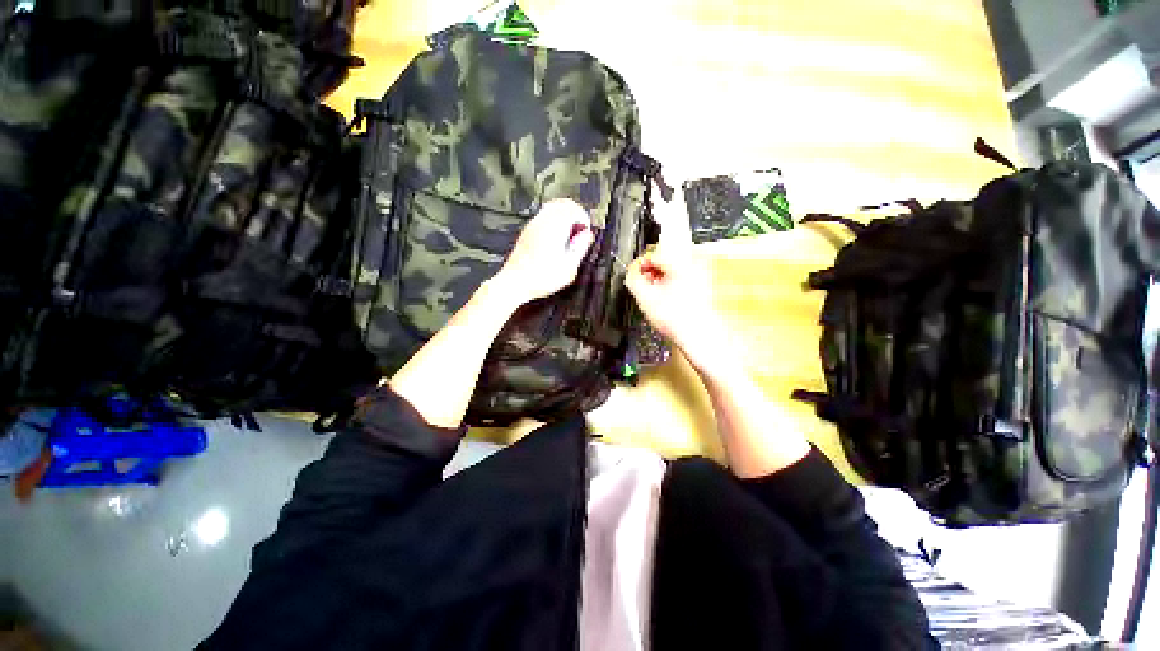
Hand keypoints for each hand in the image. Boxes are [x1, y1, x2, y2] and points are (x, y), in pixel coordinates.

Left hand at [492, 199, 594, 305]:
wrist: (516, 282)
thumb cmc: (541, 278)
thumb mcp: (569, 267)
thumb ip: (580, 248)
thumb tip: (587, 235)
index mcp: (555, 227)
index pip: (574, 209)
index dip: (584, 219)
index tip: (586, 232)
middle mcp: (543, 221)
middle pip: (563, 204)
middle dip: (575, 214)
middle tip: (580, 229)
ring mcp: (533, 225)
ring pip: (552, 207)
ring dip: (564, 217)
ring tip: (569, 234)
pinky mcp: (527, 231)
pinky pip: (543, 216)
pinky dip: (553, 221)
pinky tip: (556, 239)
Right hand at [625, 192, 728, 369]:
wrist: (700, 336)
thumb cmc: (673, 316)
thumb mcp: (644, 297)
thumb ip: (633, 279)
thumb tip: (632, 271)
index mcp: (679, 260)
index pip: (653, 254)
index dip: (640, 266)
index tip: (634, 278)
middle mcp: (694, 261)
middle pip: (665, 259)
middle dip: (651, 273)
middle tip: (644, 288)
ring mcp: (703, 272)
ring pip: (674, 269)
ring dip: (661, 279)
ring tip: (655, 296)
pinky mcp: (706, 284)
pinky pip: (683, 277)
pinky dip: (672, 284)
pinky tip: (668, 300)